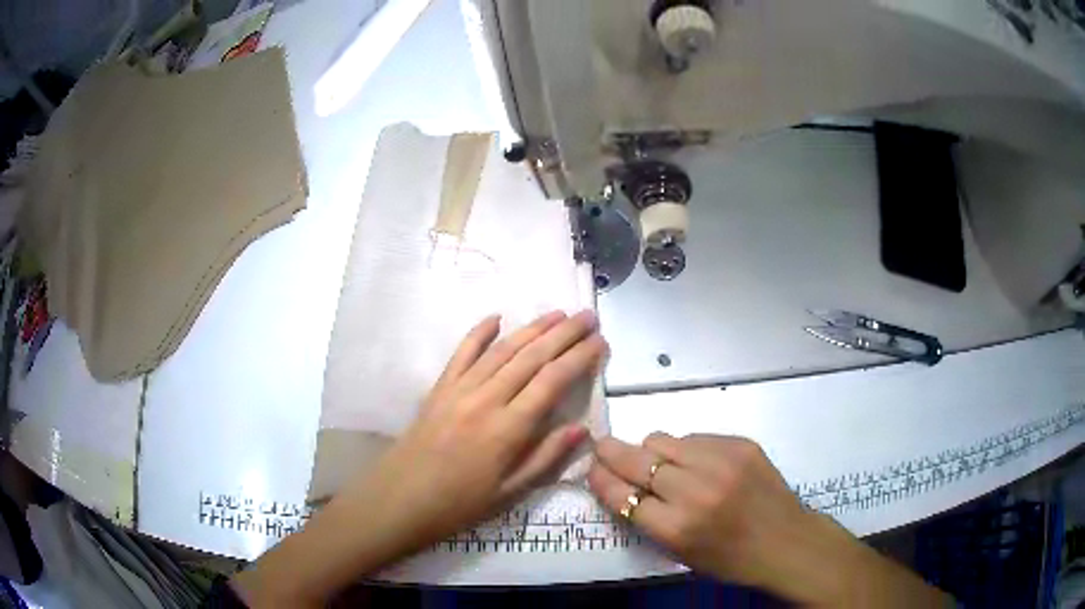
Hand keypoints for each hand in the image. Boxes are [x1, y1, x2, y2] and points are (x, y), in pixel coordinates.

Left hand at [337, 309, 604, 548]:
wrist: (399, 501)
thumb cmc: (458, 505)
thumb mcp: (510, 493)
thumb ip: (546, 458)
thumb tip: (581, 427)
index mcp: (507, 428)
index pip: (553, 381)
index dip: (580, 358)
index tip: (601, 342)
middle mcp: (486, 399)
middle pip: (531, 357)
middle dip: (564, 333)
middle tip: (588, 316)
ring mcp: (459, 390)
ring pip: (501, 350)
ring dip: (532, 328)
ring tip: (558, 313)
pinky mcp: (438, 389)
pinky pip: (461, 353)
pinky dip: (479, 332)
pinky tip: (496, 317)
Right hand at [589, 434, 950, 606]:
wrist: (786, 541)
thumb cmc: (729, 559)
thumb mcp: (679, 553)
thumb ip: (646, 518)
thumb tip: (617, 483)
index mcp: (676, 527)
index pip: (620, 494)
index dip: (600, 479)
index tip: (591, 469)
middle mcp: (695, 489)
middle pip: (636, 460)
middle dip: (611, 452)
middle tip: (602, 447)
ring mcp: (721, 460)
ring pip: (663, 440)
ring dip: (652, 451)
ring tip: (660, 464)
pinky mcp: (741, 443)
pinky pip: (695, 437)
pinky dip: (686, 449)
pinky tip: (698, 464)